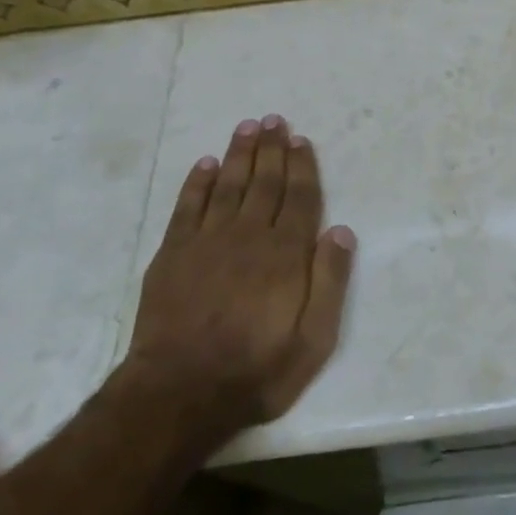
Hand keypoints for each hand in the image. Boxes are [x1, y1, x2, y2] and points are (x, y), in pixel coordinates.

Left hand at [125, 116, 354, 440]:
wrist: (179, 394)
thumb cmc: (257, 369)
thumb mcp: (315, 339)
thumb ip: (330, 282)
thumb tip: (342, 231)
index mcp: (286, 254)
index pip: (299, 198)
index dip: (302, 166)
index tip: (300, 139)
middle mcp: (248, 236)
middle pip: (264, 182)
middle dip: (271, 149)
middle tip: (273, 120)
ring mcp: (207, 242)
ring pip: (227, 185)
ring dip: (238, 154)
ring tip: (246, 127)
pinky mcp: (173, 255)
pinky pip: (187, 207)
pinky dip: (197, 182)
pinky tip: (205, 164)